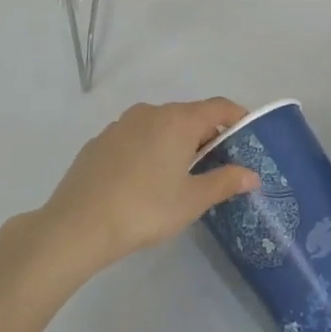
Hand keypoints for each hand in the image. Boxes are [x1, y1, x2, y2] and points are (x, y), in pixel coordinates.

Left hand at [34, 99, 259, 277]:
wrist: (78, 224)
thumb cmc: (145, 209)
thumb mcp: (191, 201)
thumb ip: (224, 182)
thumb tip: (252, 174)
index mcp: (178, 120)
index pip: (218, 107)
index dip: (237, 117)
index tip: (248, 136)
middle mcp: (151, 112)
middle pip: (189, 115)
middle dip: (207, 135)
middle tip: (218, 165)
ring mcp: (121, 124)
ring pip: (160, 125)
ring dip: (176, 142)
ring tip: (180, 175)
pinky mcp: (101, 140)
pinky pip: (136, 136)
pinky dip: (149, 148)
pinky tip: (144, 180)